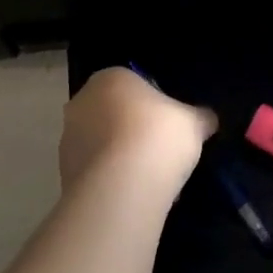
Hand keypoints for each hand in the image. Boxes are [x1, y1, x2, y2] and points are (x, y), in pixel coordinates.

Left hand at [60, 67, 216, 196]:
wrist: (122, 186)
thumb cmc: (159, 136)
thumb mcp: (193, 123)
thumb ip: (200, 117)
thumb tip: (208, 119)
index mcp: (110, 78)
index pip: (134, 84)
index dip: (155, 105)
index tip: (171, 125)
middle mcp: (82, 102)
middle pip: (114, 114)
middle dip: (134, 130)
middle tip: (161, 151)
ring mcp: (68, 139)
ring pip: (103, 144)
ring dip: (122, 157)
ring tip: (151, 179)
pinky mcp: (64, 173)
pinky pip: (96, 172)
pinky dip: (113, 180)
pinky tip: (135, 194)